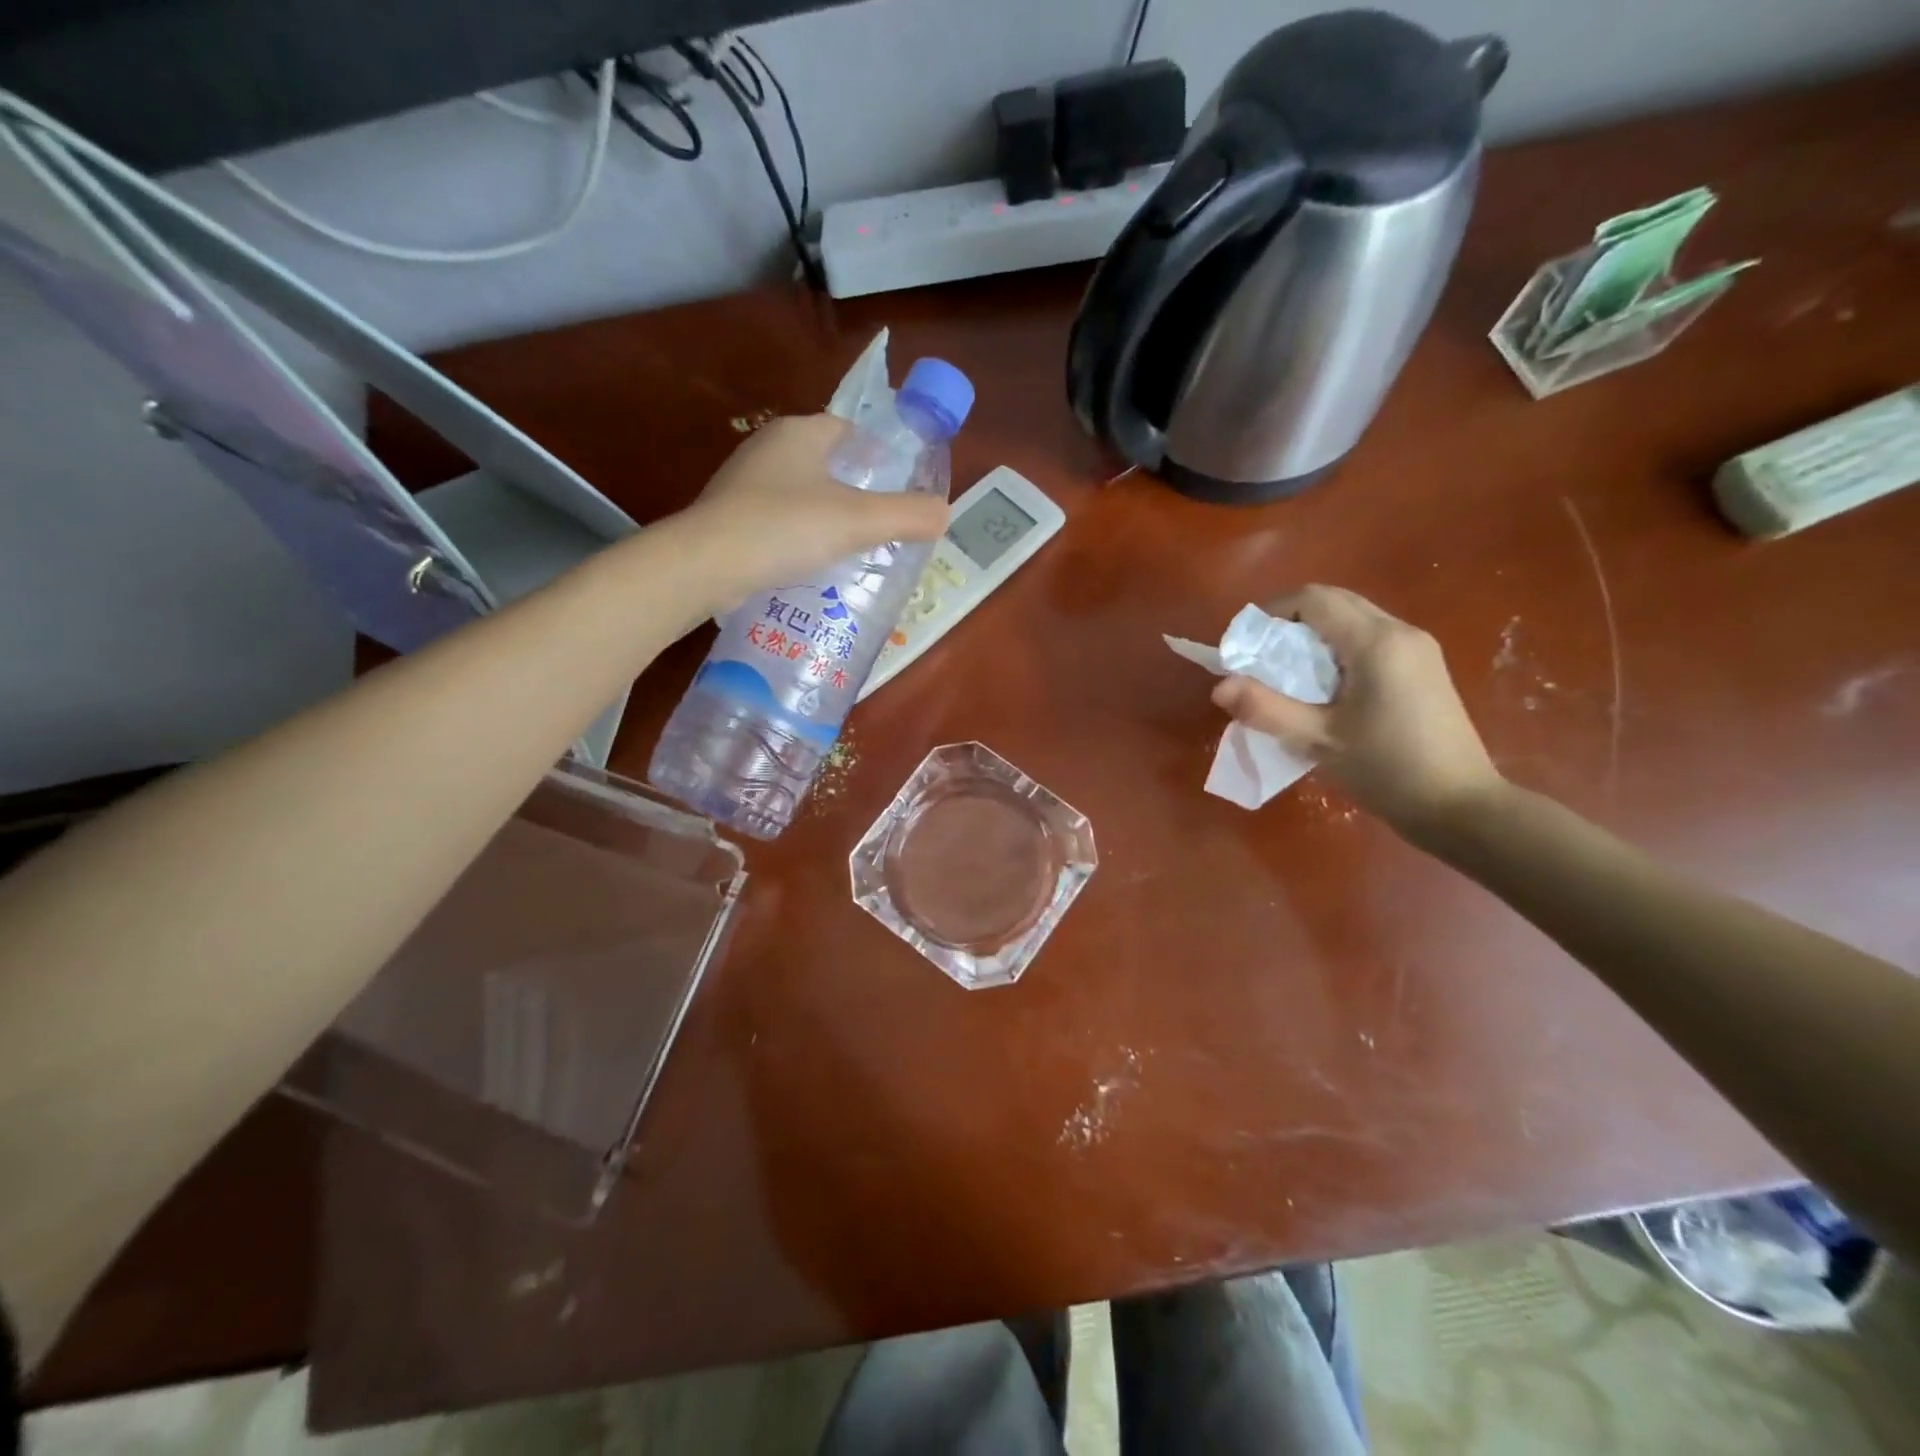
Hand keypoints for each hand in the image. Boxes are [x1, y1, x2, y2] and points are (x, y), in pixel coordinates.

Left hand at [676, 414, 949, 609]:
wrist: (706, 564)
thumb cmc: (786, 528)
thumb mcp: (858, 521)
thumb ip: (906, 515)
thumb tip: (944, 513)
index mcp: (800, 433)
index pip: (848, 430)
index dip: (878, 453)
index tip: (898, 484)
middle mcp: (768, 447)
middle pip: (825, 461)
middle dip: (854, 487)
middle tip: (881, 521)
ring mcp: (743, 483)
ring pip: (800, 492)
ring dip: (825, 514)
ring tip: (852, 547)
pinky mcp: (728, 517)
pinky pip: (776, 519)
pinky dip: (798, 535)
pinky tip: (811, 563)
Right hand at [1211, 585, 1503, 839]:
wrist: (1460, 806)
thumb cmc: (1388, 770)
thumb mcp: (1319, 740)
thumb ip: (1266, 709)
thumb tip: (1219, 687)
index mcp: (1376, 642)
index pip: (1313, 599)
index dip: (1271, 613)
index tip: (1245, 646)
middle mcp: (1400, 632)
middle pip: (1334, 602)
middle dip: (1289, 622)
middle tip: (1260, 660)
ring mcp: (1417, 648)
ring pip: (1352, 619)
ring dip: (1313, 636)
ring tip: (1286, 677)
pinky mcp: (1423, 668)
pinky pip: (1369, 639)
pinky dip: (1336, 649)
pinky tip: (1324, 689)